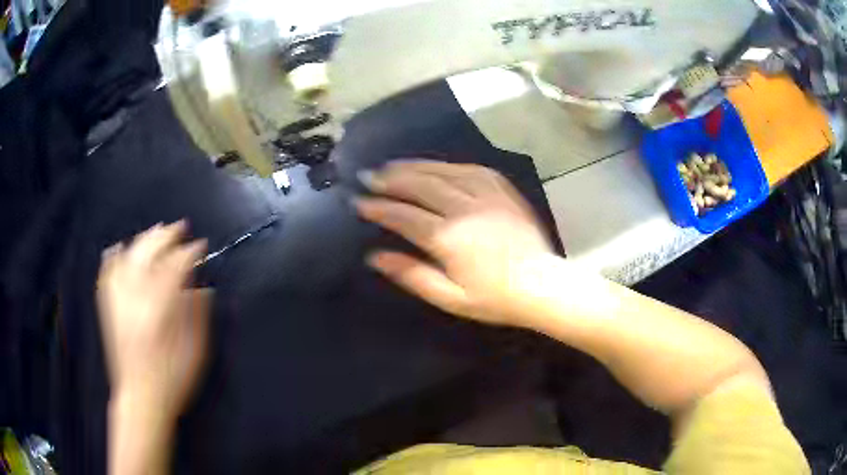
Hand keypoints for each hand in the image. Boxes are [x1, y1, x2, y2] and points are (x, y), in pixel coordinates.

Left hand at [97, 221, 209, 420]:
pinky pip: (107, 274)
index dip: (189, 252)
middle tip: (180, 229)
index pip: (175, 266)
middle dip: (166, 236)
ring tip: (157, 231)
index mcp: (160, 309)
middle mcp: (136, 298)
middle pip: (149, 252)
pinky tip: (119, 248)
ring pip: (128, 257)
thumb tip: (201, 287)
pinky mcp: (109, 308)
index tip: (200, 246)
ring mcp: (119, 301)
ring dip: (144, 240)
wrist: (141, 398)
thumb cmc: (173, 380)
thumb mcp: (196, 351)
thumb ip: (198, 315)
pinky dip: (113, 258)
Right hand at [355, 161, 553, 325]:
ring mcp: (486, 195)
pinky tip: (436, 165)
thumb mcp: (450, 298)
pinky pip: (472, 168)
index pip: (403, 216)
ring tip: (393, 164)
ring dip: (415, 166)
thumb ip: (411, 275)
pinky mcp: (503, 190)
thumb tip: (374, 257)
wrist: (541, 285)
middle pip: (420, 186)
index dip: (378, 208)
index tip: (358, 202)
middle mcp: (464, 209)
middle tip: (369, 175)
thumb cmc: (494, 299)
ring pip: (443, 172)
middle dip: (390, 179)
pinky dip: (448, 165)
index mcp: (448, 238)